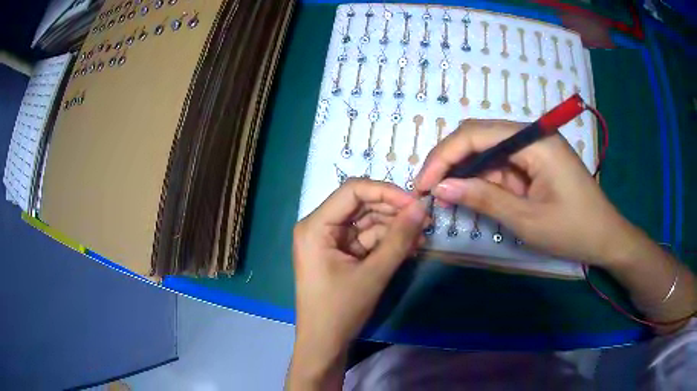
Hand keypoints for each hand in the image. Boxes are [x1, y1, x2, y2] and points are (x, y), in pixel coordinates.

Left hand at [289, 178, 427, 388]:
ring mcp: (329, 240)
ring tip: (422, 235)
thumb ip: (399, 238)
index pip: (352, 190)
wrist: (324, 343)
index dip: (386, 191)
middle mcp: (319, 226)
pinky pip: (366, 239)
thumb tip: (421, 207)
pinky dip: (387, 242)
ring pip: (366, 221)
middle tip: (424, 218)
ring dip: (394, 228)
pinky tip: (410, 246)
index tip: (415, 202)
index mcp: (315, 226)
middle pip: (360, 204)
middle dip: (393, 211)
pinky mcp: (339, 253)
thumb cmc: (340, 310)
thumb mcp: (373, 273)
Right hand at [415, 119, 634, 265]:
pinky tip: (472, 196)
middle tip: (429, 190)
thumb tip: (441, 188)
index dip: (444, 156)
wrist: (605, 238)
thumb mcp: (527, 220)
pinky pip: (502, 165)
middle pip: (479, 136)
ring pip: (488, 151)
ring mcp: (533, 148)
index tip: (423, 184)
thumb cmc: (573, 230)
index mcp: (534, 141)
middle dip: (450, 162)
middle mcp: (531, 136)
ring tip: (446, 198)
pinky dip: (484, 181)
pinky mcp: (534, 163)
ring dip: (466, 173)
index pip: (476, 134)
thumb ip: (484, 199)